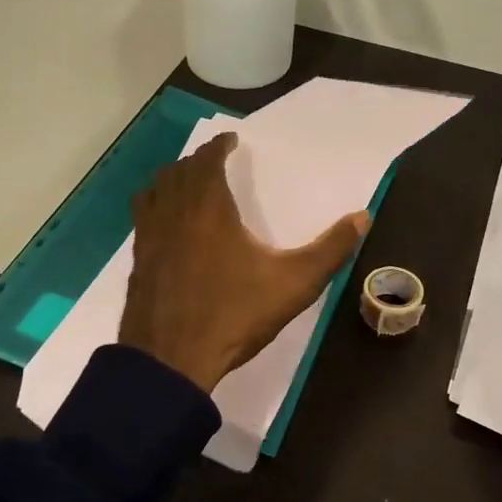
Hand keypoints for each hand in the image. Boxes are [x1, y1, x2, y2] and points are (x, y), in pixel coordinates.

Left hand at [120, 132, 369, 392]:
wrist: (171, 359)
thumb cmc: (234, 315)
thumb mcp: (294, 284)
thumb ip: (330, 250)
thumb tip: (364, 216)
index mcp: (208, 208)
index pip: (207, 160)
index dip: (218, 146)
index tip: (230, 141)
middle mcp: (173, 212)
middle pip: (178, 171)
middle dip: (196, 161)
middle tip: (213, 162)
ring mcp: (149, 237)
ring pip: (154, 190)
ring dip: (171, 179)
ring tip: (187, 184)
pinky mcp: (138, 260)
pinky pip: (143, 216)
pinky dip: (155, 205)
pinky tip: (167, 225)